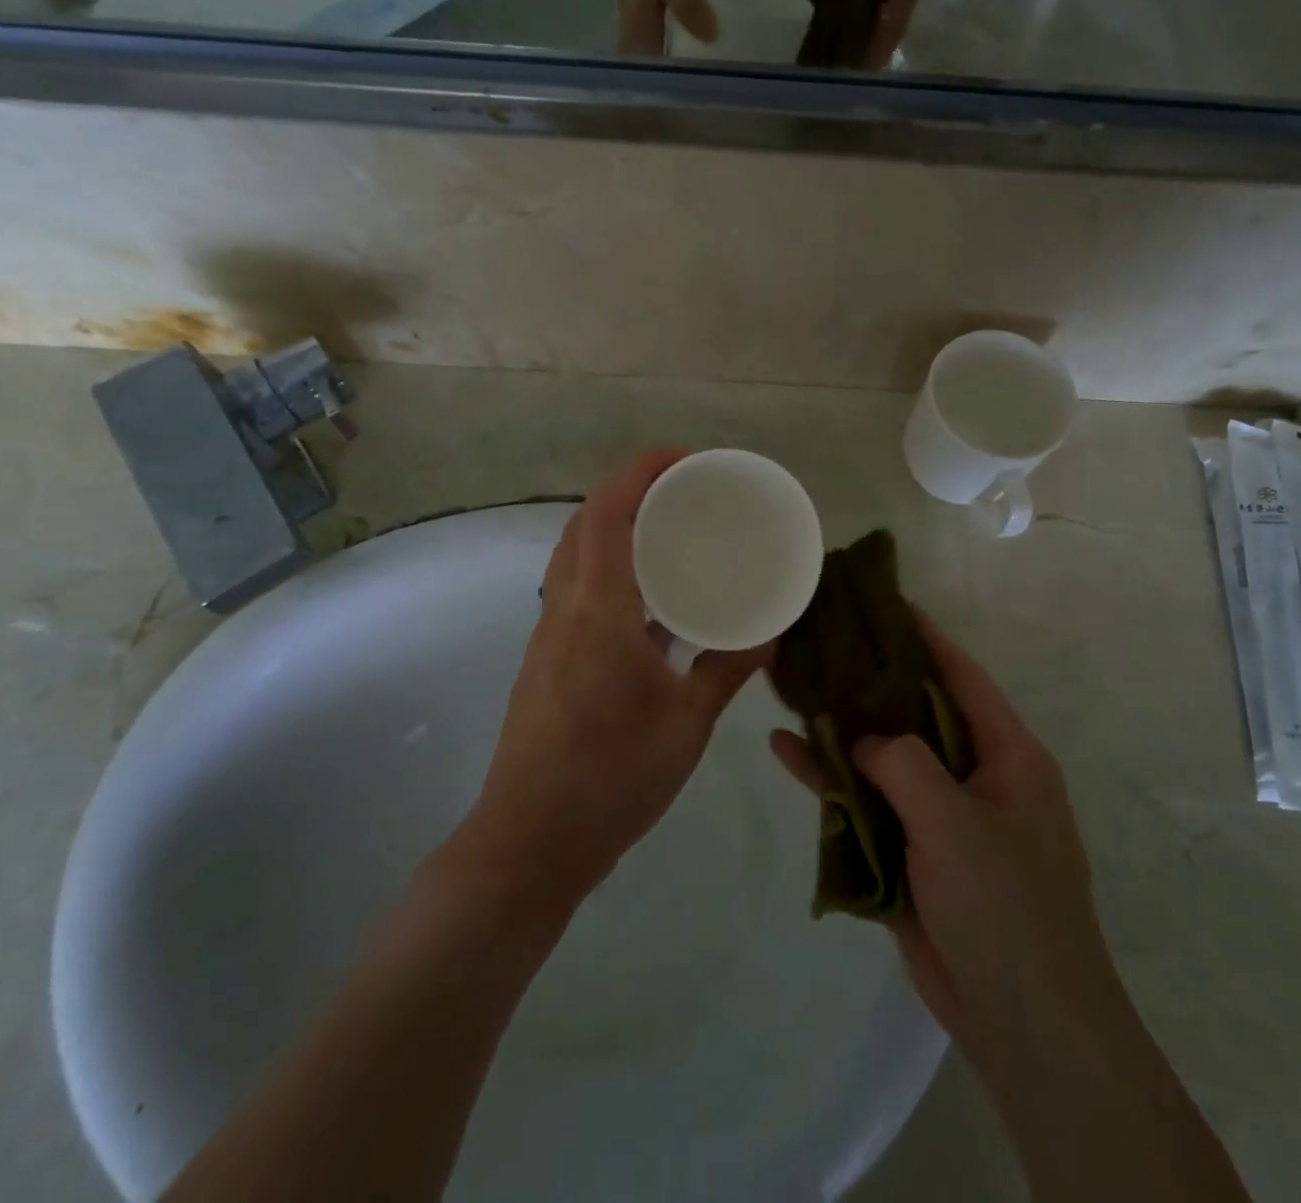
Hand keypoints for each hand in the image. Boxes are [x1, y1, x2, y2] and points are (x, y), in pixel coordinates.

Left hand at [471, 451, 769, 905]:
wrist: (530, 842)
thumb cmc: (612, 778)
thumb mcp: (687, 724)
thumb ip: (727, 670)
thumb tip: (769, 635)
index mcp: (598, 611)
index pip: (608, 514)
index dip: (640, 473)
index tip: (683, 459)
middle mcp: (565, 608)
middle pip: (586, 524)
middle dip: (630, 491)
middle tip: (683, 491)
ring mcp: (550, 634)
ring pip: (576, 555)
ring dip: (615, 528)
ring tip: (669, 534)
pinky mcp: (548, 659)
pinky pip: (578, 590)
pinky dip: (611, 570)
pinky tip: (650, 601)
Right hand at [769, 612, 1114, 1071]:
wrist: (1021, 1022)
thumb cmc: (1005, 905)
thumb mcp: (954, 820)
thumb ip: (903, 762)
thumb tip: (865, 740)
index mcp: (1007, 754)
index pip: (961, 676)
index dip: (925, 636)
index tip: (883, 602)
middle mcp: (975, 774)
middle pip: (915, 711)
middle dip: (871, 679)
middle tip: (822, 641)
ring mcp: (942, 814)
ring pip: (885, 756)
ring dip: (843, 730)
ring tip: (793, 688)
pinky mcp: (913, 850)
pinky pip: (869, 803)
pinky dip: (833, 783)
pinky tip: (785, 755)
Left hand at [833, 0, 953, 68]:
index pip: (897, 15)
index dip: (878, 43)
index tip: (861, 70)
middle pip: (896, 17)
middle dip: (871, 42)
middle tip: (844, 66)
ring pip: (892, 6)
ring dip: (870, 25)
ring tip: (843, 48)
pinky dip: (871, 3)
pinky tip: (849, 13)